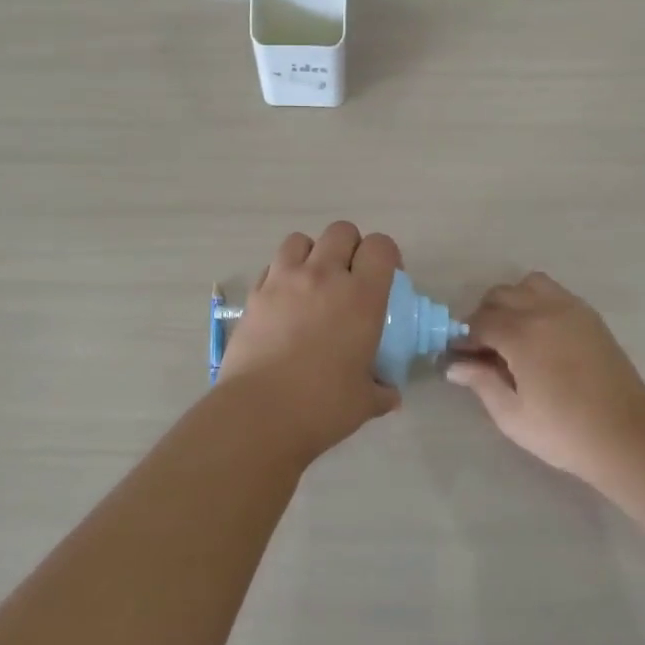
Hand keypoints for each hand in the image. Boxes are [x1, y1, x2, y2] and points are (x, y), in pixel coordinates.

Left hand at [217, 222, 403, 458]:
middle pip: (341, 231)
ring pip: (300, 239)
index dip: (386, 256)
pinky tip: (284, 302)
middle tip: (350, 278)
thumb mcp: (365, 401)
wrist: (260, 413)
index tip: (387, 277)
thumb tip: (390, 393)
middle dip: (351, 247)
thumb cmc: (322, 406)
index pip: (380, 246)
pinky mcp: (255, 294)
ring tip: (313, 282)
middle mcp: (323, 276)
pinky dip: (282, 274)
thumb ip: (382, 390)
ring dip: (312, 253)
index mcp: (361, 297)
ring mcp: (284, 280)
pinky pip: (272, 266)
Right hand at [446, 272, 644, 482]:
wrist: (628, 435)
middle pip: (500, 296)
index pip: (478, 322)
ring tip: (513, 333)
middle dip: (484, 317)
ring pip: (528, 285)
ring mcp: (570, 309)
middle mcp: (543, 310)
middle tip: (484, 349)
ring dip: (512, 302)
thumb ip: (481, 382)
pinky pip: (553, 293)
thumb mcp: (512, 415)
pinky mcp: (589, 316)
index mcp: (521, 334)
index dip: (464, 338)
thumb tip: (454, 365)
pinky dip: (537, 302)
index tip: (459, 358)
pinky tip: (540, 334)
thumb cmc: (564, 431)